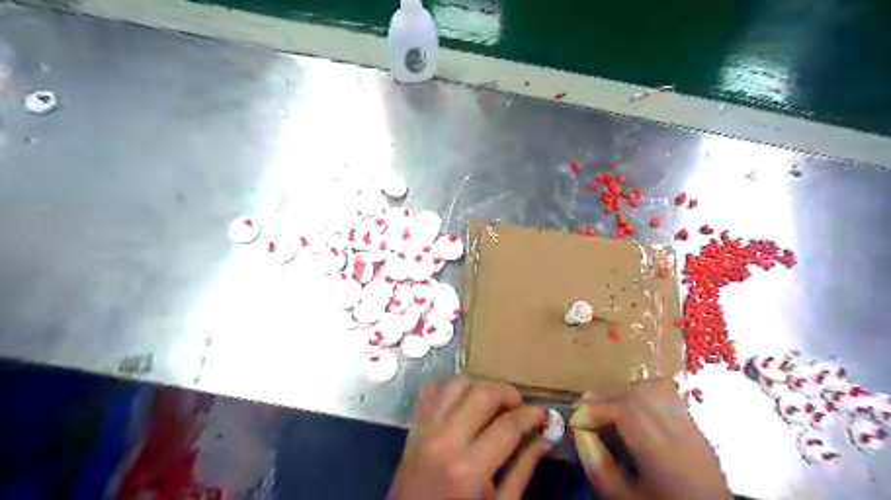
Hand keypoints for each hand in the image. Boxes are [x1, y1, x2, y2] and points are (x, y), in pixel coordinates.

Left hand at [388, 377, 551, 497]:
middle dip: (508, 393)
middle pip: (483, 392)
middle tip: (519, 407)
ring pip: (458, 383)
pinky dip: (451, 387)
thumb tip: (545, 437)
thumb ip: (522, 469)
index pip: (508, 424)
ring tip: (492, 404)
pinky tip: (464, 401)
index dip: (532, 414)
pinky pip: (432, 388)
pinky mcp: (414, 425)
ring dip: (480, 386)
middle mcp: (445, 439)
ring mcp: (425, 428)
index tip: (544, 414)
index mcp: (469, 469)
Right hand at [570, 380, 730, 499]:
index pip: (623, 410)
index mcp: (660, 449)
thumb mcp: (624, 498)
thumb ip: (599, 466)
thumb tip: (580, 433)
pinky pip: (667, 397)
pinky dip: (644, 396)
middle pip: (638, 393)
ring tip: (609, 410)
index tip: (576, 420)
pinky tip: (634, 413)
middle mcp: (678, 430)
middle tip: (587, 412)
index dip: (594, 409)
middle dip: (607, 397)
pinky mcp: (697, 429)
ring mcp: (691, 427)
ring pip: (654, 389)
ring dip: (625, 393)